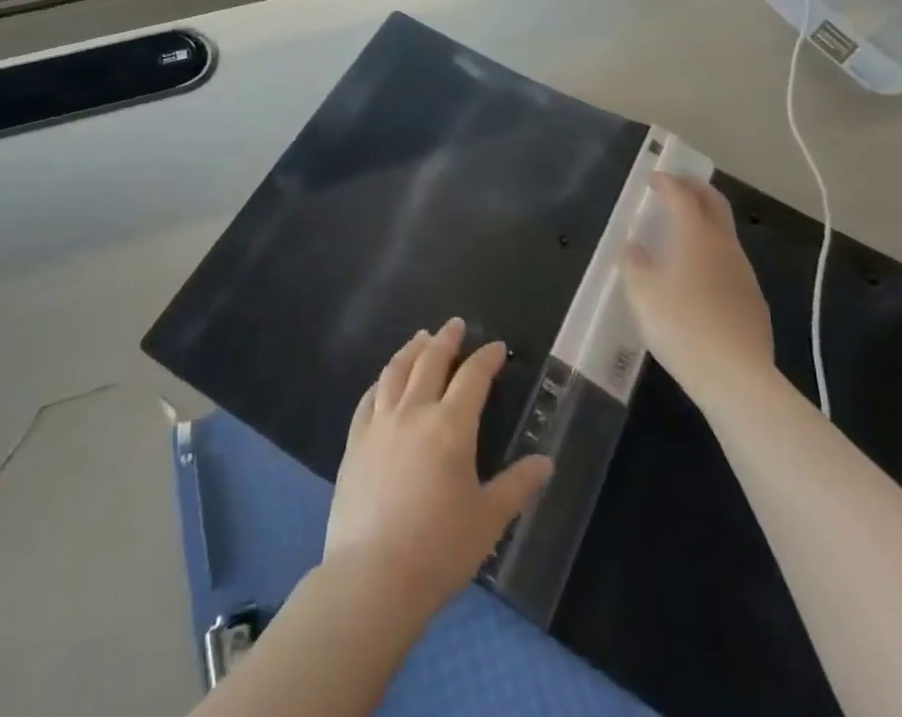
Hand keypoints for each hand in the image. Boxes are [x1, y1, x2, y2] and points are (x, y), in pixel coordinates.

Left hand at [325, 317, 552, 616]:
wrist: (373, 577)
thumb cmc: (439, 549)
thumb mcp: (488, 520)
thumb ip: (517, 486)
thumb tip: (546, 463)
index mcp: (451, 426)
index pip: (472, 377)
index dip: (486, 359)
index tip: (497, 348)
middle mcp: (414, 412)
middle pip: (430, 361)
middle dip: (446, 339)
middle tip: (455, 325)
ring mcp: (380, 424)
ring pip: (396, 371)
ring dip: (411, 350)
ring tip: (421, 338)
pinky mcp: (355, 441)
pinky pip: (368, 398)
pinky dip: (381, 381)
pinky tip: (384, 381)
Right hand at [621, 174, 774, 398]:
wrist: (736, 378)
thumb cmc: (681, 326)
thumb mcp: (642, 293)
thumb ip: (634, 263)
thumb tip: (633, 246)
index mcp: (696, 235)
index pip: (682, 195)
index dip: (667, 182)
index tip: (654, 177)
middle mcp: (724, 245)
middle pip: (714, 203)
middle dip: (695, 189)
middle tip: (676, 187)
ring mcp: (744, 272)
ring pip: (725, 233)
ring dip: (706, 222)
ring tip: (684, 232)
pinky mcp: (754, 300)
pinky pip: (730, 263)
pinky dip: (713, 253)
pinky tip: (700, 275)